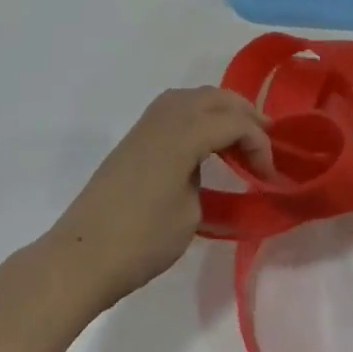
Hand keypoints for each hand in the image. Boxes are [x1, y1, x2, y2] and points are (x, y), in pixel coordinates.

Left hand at [44, 88, 270, 312]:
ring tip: (239, 137)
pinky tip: (205, 141)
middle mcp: (165, 117)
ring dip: (220, 110)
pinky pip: (174, 108)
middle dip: (245, 115)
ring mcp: (145, 125)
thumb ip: (205, 180)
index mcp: (183, 134)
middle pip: (214, 97)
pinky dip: (198, 115)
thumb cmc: (142, 240)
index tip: (269, 176)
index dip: (259, 144)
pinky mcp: (134, 138)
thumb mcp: (190, 214)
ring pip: (193, 97)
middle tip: (265, 143)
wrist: (83, 255)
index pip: (234, 122)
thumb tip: (203, 170)